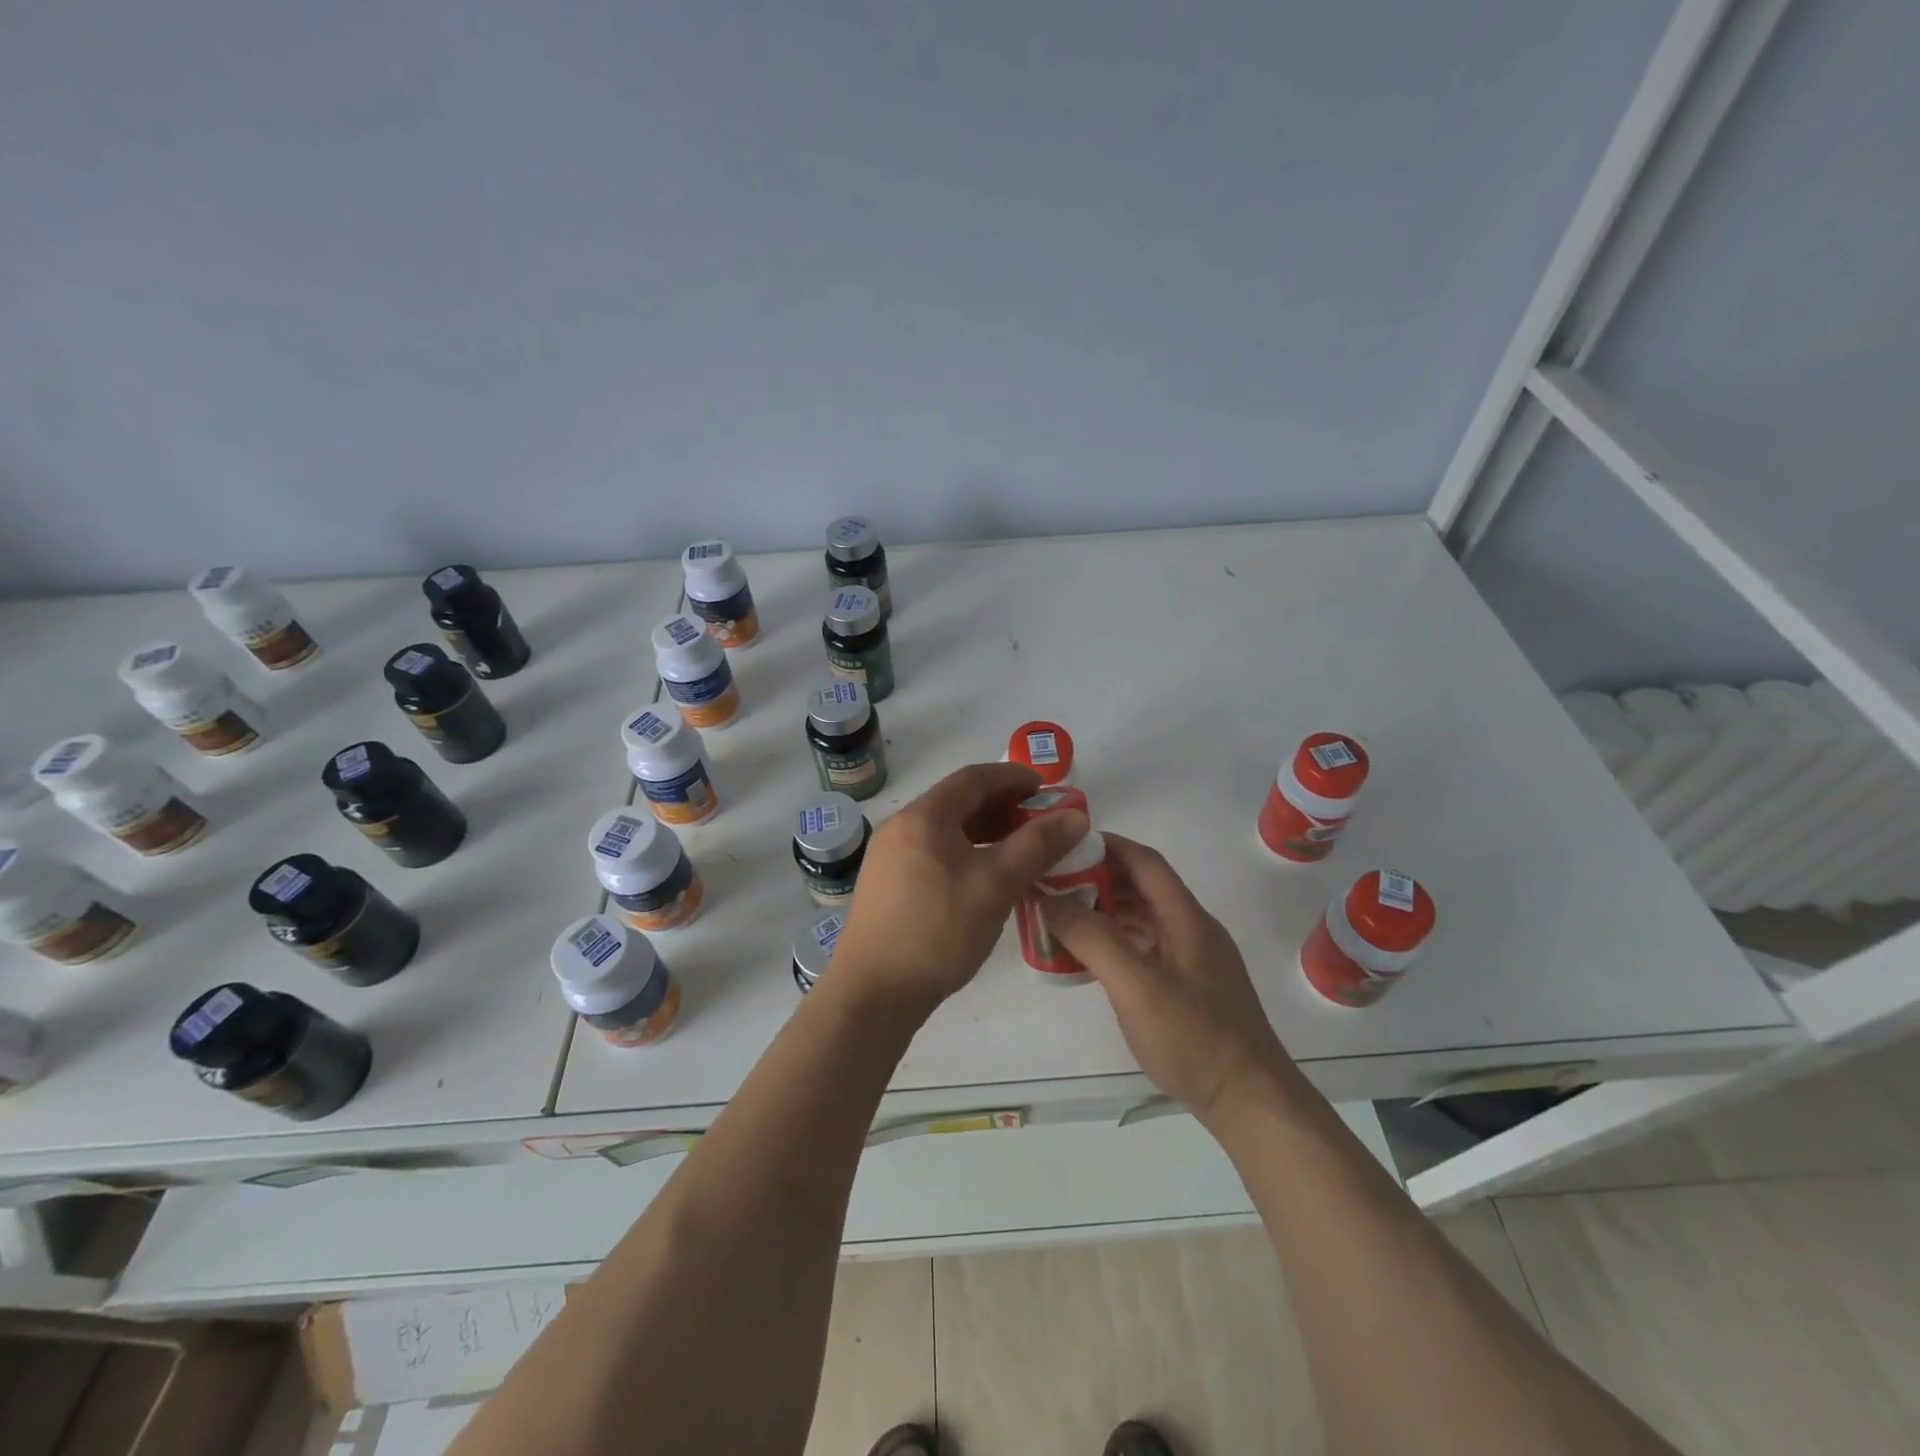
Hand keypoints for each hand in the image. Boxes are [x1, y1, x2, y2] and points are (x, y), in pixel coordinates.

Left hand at [832, 762, 1089, 1019]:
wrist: (874, 993)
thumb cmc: (938, 930)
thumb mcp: (996, 884)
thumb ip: (1038, 845)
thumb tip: (1076, 816)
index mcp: (923, 816)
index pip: (973, 778)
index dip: (1013, 777)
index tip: (1047, 789)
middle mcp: (901, 827)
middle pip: (958, 802)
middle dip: (1002, 807)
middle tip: (1040, 822)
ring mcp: (889, 857)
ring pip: (945, 830)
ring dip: (985, 832)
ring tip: (1019, 850)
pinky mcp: (887, 885)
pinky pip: (934, 853)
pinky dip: (965, 853)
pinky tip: (986, 878)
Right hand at [1041, 834, 1295, 1125]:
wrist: (1252, 1103)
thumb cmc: (1194, 1038)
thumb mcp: (1135, 986)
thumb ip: (1092, 938)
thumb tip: (1050, 899)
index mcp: (1186, 918)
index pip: (1145, 862)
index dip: (1107, 845)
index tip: (1065, 844)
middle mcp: (1194, 929)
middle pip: (1144, 886)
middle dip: (1100, 877)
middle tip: (1054, 882)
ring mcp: (1195, 959)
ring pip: (1146, 917)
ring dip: (1107, 909)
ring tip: (1064, 914)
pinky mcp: (1192, 986)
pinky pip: (1149, 946)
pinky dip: (1119, 940)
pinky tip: (1093, 956)